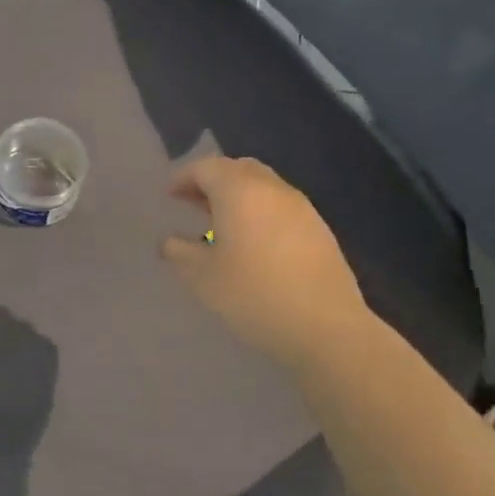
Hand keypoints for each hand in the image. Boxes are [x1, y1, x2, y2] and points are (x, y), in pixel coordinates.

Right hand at [162, 156, 371, 372]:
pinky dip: (260, 211)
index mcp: (239, 192)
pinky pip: (281, 206)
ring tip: (221, 223)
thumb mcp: (203, 278)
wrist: (326, 327)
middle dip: (213, 180)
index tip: (169, 195)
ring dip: (238, 195)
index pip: (206, 168)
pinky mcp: (319, 229)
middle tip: (193, 202)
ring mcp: (301, 207)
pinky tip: (254, 241)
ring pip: (263, 185)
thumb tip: (169, 242)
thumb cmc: (254, 295)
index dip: (184, 178)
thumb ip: (179, 253)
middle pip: (238, 169)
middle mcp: (272, 189)